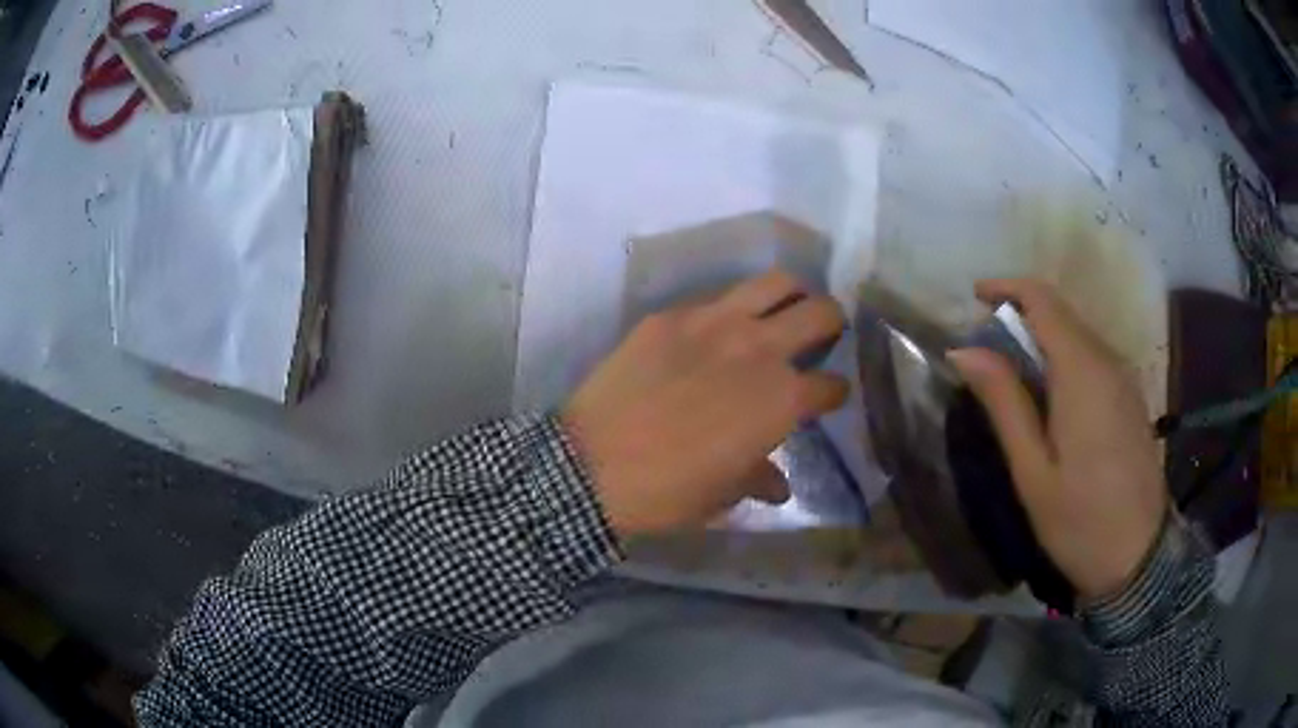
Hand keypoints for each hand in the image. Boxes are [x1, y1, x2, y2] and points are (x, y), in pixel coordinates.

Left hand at [562, 270, 849, 538]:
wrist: (591, 464)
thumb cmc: (667, 491)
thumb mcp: (723, 495)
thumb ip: (759, 479)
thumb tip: (779, 485)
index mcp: (782, 400)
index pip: (831, 385)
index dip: (835, 394)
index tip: (828, 398)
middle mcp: (760, 349)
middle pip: (821, 312)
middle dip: (833, 322)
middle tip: (823, 334)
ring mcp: (715, 322)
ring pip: (775, 282)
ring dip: (791, 295)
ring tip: (782, 311)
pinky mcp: (672, 315)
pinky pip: (716, 298)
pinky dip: (731, 309)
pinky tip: (716, 331)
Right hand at [947, 279, 1167, 601]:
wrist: (1139, 556)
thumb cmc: (1079, 520)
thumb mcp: (1032, 470)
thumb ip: (1004, 402)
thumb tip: (965, 351)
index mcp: (1081, 372)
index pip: (1043, 300)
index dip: (1007, 288)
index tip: (974, 298)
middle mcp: (1107, 361)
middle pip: (1061, 314)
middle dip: (1020, 316)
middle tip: (984, 350)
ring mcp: (1124, 378)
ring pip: (1078, 334)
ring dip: (1042, 339)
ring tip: (1010, 374)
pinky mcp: (1130, 397)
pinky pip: (1092, 357)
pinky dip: (1063, 358)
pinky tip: (1048, 396)